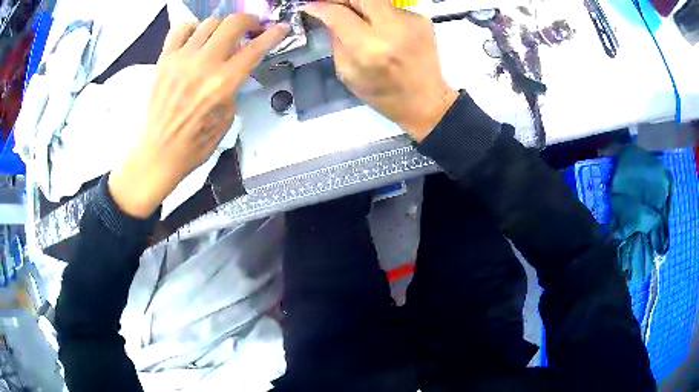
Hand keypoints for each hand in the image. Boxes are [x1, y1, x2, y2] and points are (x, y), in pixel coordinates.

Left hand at [109, 16, 289, 217]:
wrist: (160, 152)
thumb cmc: (196, 144)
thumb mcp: (228, 117)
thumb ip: (234, 86)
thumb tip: (235, 65)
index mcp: (223, 84)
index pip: (255, 48)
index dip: (273, 34)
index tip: (281, 27)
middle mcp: (203, 65)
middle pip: (233, 24)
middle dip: (249, 21)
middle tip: (251, 28)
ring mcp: (181, 60)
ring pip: (209, 23)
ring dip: (223, 26)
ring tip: (223, 36)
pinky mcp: (164, 60)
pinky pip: (181, 29)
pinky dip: (193, 28)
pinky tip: (196, 38)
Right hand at [305, 0, 457, 141]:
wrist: (426, 100)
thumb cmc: (383, 94)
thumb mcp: (348, 73)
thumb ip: (336, 40)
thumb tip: (327, 17)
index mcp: (369, 48)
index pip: (338, 14)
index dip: (320, 6)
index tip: (310, 6)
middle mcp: (392, 29)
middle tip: (331, 4)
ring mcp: (411, 21)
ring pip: (377, 0)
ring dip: (360, 4)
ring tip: (353, 16)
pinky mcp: (422, 19)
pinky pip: (391, 8)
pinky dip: (379, 13)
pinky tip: (379, 27)